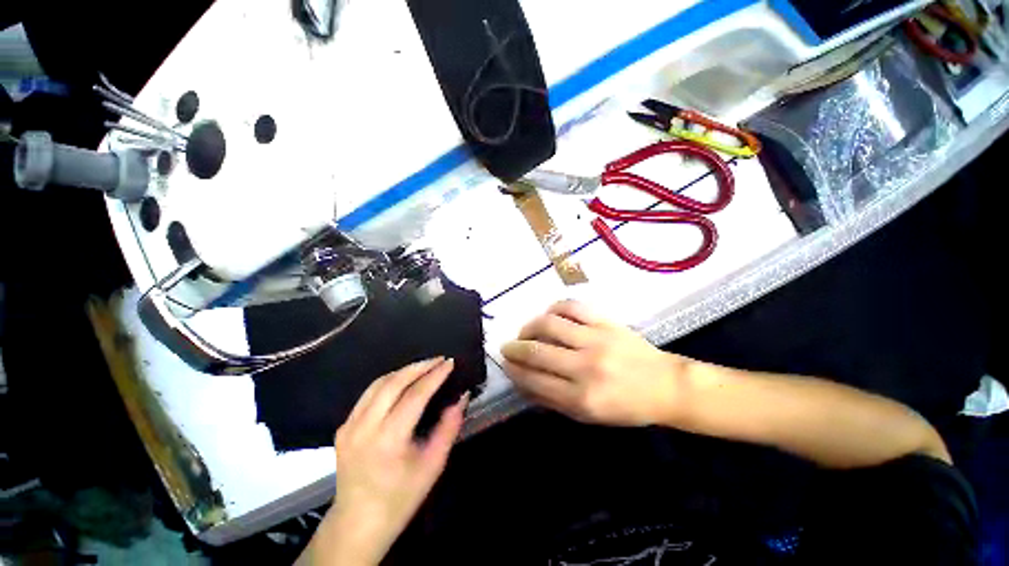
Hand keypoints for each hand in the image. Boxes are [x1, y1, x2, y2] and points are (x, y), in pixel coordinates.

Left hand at [321, 358, 467, 564]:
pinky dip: (389, 381)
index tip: (449, 362)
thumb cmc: (401, 496)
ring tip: (425, 366)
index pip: (415, 395)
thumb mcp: (433, 465)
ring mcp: (349, 426)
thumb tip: (461, 397)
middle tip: (439, 359)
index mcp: (388, 440)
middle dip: (419, 366)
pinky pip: (369, 394)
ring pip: (378, 383)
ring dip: (404, 370)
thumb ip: (449, 427)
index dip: (435, 375)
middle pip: (393, 382)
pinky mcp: (343, 427)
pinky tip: (403, 381)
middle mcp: (364, 427)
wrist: (359, 522)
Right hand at [501, 301, 686, 425]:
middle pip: (537, 351)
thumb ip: (553, 401)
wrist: (665, 385)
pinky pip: (572, 307)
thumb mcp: (588, 417)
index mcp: (581, 397)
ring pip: (549, 324)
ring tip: (525, 331)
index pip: (535, 380)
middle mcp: (585, 366)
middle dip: (514, 348)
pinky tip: (549, 315)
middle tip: (507, 347)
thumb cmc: (626, 407)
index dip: (514, 371)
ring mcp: (595, 339)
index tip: (506, 365)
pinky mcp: (605, 322)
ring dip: (529, 326)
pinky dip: (554, 308)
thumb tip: (523, 384)